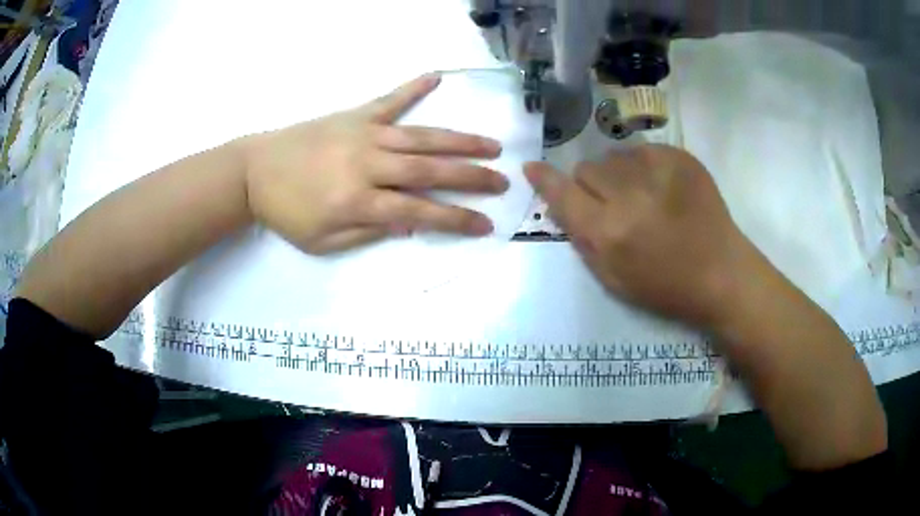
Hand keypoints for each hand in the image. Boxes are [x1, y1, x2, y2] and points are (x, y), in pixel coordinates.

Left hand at [241, 74, 507, 254]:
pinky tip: (436, 76)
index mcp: (359, 201)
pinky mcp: (354, 115)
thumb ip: (369, 233)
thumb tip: (411, 225)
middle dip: (471, 178)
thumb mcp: (323, 241)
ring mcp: (364, 134)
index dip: (455, 220)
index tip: (486, 224)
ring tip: (491, 145)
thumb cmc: (286, 213)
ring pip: (421, 136)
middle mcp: (369, 164)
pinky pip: (389, 99)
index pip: (419, 212)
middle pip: (430, 170)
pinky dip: (413, 88)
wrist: (253, 172)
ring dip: (459, 140)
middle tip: (504, 181)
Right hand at [525, 144, 758, 327]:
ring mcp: (657, 171)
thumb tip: (558, 205)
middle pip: (586, 169)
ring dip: (617, 174)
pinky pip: (642, 150)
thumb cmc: (666, 287)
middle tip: (611, 204)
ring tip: (641, 195)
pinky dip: (643, 166)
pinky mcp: (679, 157)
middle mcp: (629, 195)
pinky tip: (661, 187)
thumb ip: (581, 240)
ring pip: (613, 156)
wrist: (721, 273)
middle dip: (591, 185)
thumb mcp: (613, 280)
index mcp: (610, 232)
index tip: (531, 167)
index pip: (563, 194)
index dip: (544, 179)